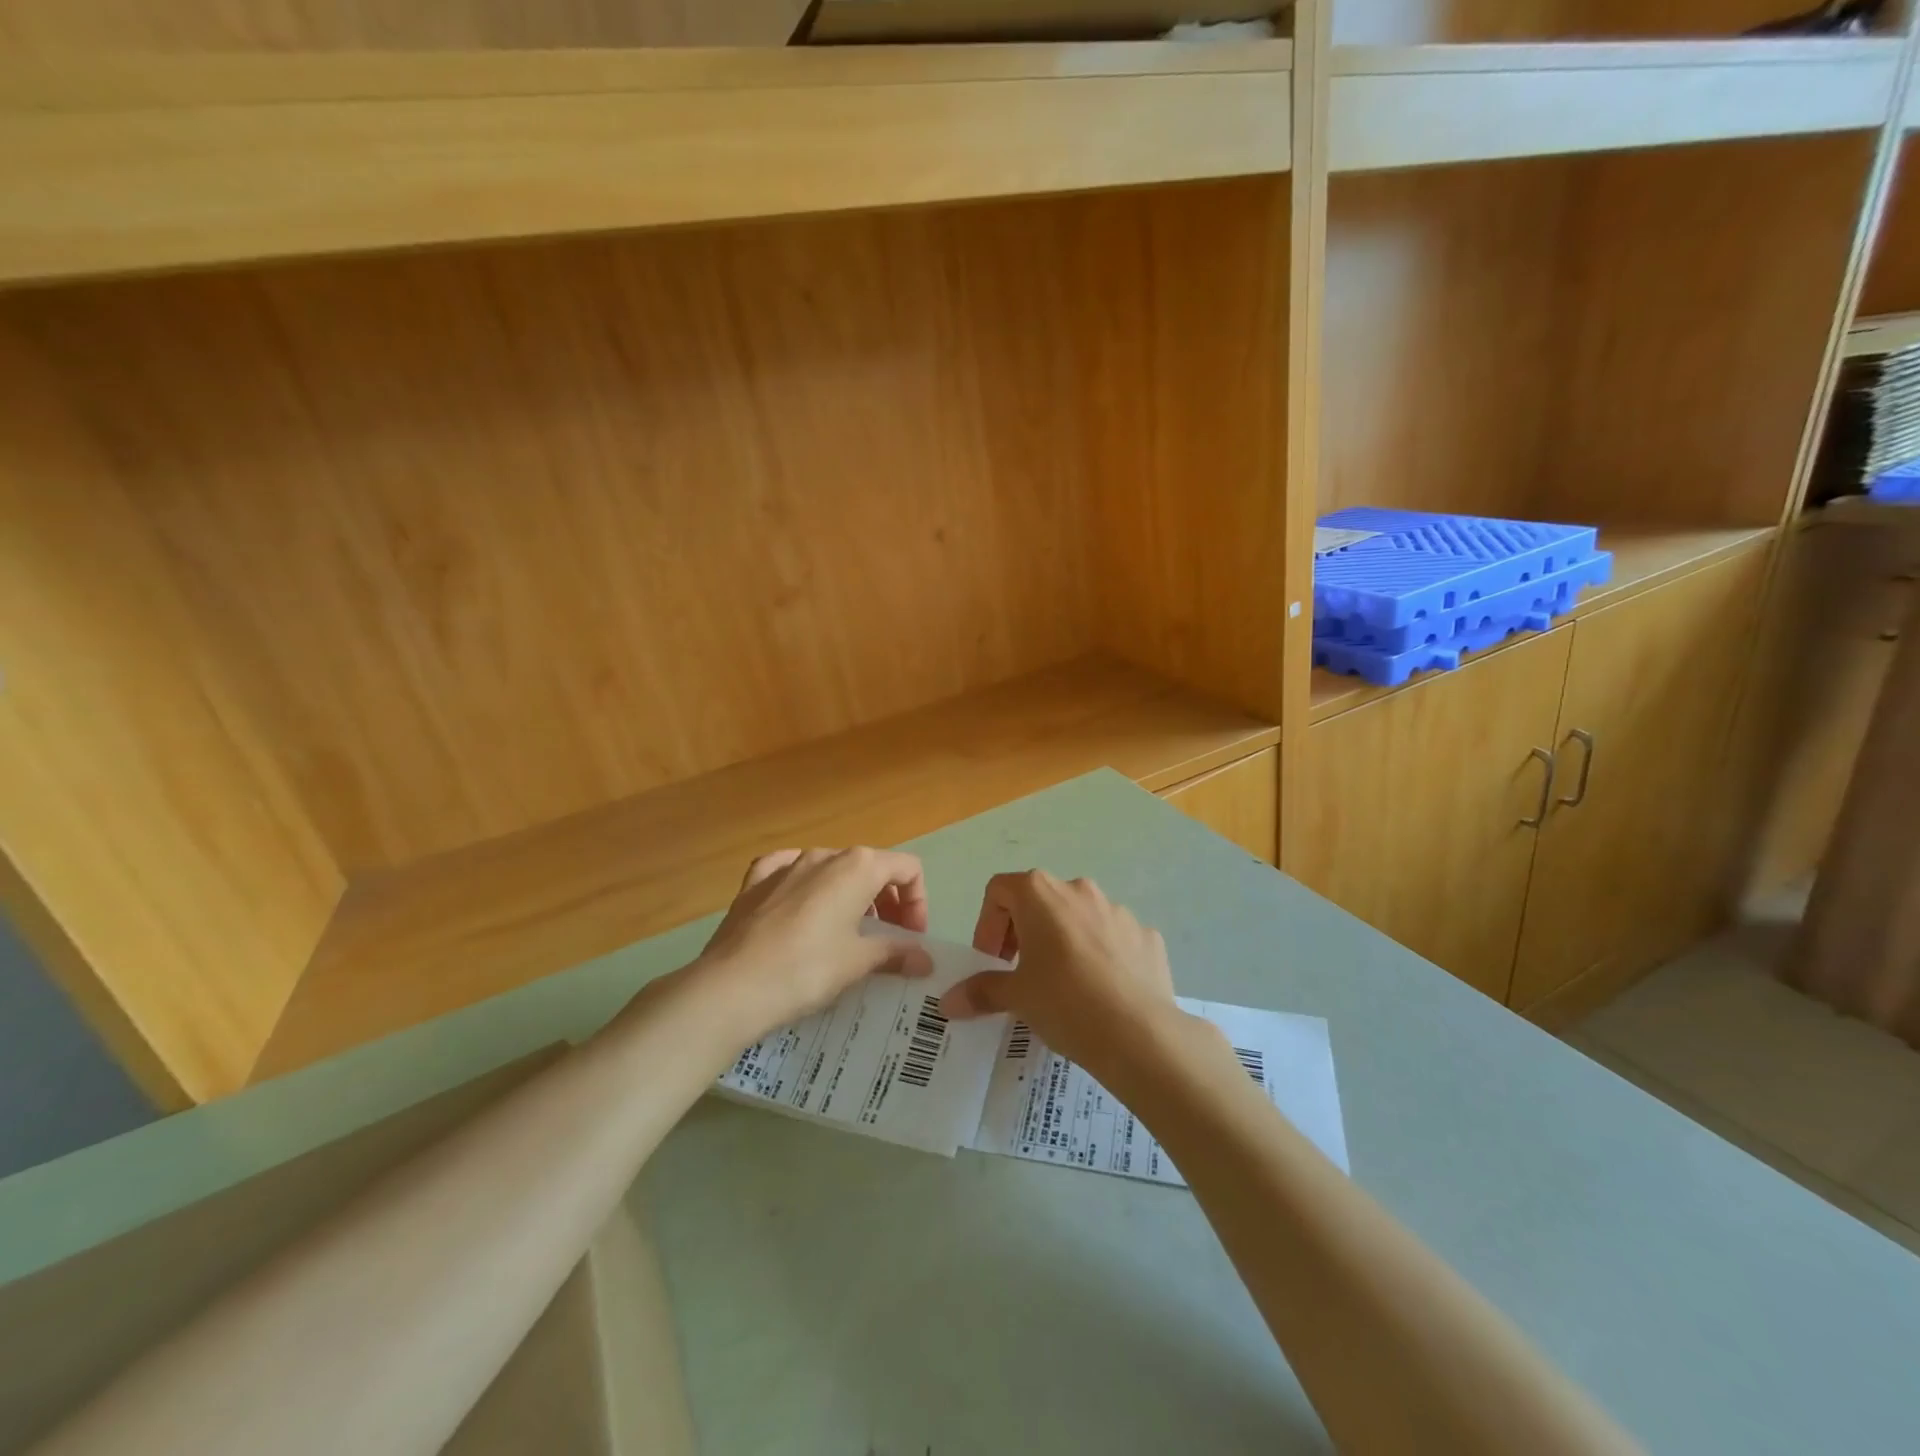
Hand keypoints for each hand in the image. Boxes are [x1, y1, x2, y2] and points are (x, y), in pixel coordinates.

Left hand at [689, 847, 933, 1043]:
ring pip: (831, 870)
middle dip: (888, 901)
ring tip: (847, 934)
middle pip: (871, 867)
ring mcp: (786, 865)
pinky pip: (788, 871)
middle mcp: (824, 855)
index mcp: (857, 866)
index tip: (912, 939)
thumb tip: (925, 959)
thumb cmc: (806, 969)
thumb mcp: (858, 962)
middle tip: (888, 940)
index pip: (907, 868)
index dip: (918, 902)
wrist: (730, 988)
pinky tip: (800, 904)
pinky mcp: (754, 883)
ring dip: (850, 896)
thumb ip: (895, 953)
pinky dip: (804, 885)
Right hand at [940, 871, 1180, 1077]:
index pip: (1000, 890)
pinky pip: (1113, 938)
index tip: (992, 961)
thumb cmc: (1064, 1003)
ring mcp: (1118, 910)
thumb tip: (949, 1001)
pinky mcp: (1146, 935)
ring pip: (1079, 918)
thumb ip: (980, 991)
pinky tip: (1101, 993)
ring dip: (1063, 942)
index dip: (988, 924)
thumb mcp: (1016, 997)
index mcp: (1041, 894)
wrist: (1139, 1034)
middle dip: (1024, 933)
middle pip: (1040, 901)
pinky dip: (1100, 956)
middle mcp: (1079, 889)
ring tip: (1063, 986)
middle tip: (1021, 974)